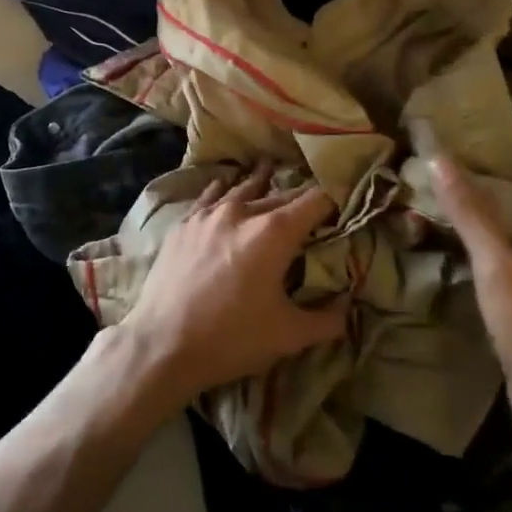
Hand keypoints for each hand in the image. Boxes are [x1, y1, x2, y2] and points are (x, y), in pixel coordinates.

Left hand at [120, 168, 343, 405]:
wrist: (163, 343)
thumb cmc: (231, 338)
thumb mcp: (289, 336)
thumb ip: (327, 319)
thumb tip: (349, 307)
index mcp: (274, 232)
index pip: (315, 201)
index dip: (334, 197)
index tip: (344, 199)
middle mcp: (242, 212)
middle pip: (280, 194)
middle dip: (300, 197)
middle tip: (313, 198)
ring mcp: (208, 214)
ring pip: (242, 188)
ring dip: (261, 182)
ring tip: (270, 168)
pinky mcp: (184, 223)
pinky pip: (209, 196)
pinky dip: (223, 189)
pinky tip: (223, 186)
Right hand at [430, 130, 511, 438]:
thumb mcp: (500, 266)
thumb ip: (471, 212)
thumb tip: (440, 157)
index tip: (510, 98)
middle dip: (509, 154)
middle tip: (468, 126)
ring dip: (495, 188)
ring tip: (457, 163)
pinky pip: (510, 239)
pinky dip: (488, 221)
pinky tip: (459, 220)